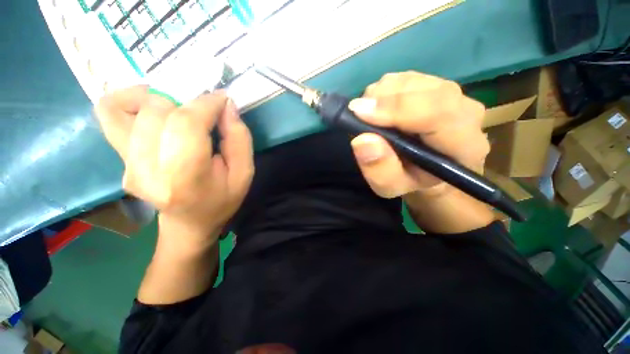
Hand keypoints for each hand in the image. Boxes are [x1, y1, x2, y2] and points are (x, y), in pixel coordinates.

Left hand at [95, 86, 253, 248]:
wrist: (189, 222)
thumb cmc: (221, 200)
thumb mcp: (243, 174)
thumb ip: (239, 139)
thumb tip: (226, 106)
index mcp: (185, 177)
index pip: (186, 124)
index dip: (206, 103)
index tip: (222, 100)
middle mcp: (146, 169)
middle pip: (157, 110)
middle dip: (188, 100)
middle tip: (206, 111)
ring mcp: (126, 163)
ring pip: (128, 105)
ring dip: (160, 97)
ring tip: (182, 108)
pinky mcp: (118, 157)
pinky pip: (110, 112)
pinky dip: (130, 100)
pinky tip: (154, 108)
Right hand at [348, 71, 488, 199]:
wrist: (428, 169)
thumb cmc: (411, 180)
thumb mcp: (391, 186)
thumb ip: (380, 170)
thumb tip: (362, 140)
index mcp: (462, 144)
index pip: (437, 112)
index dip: (396, 108)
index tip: (359, 112)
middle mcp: (465, 112)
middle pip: (423, 90)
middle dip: (383, 99)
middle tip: (358, 114)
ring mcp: (452, 94)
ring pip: (411, 80)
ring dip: (381, 95)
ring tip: (369, 116)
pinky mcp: (436, 85)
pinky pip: (405, 78)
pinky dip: (384, 90)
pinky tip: (379, 109)